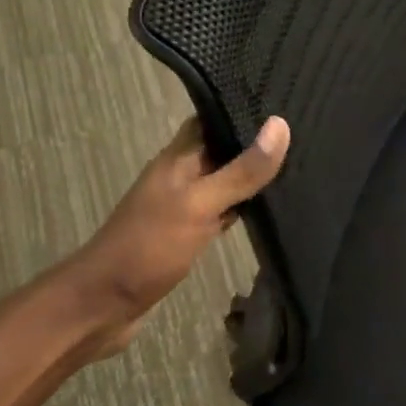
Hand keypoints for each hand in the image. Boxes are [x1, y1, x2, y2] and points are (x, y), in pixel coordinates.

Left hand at [64, 115, 289, 356]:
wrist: (103, 305)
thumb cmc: (149, 248)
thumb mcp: (200, 205)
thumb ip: (241, 171)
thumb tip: (280, 126)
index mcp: (178, 158)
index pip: (212, 118)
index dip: (243, 107)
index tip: (283, 99)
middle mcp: (179, 176)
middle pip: (220, 149)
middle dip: (253, 142)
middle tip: (302, 133)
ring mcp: (181, 207)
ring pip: (222, 181)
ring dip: (250, 176)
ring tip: (295, 164)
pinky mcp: (186, 235)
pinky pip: (219, 212)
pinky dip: (240, 208)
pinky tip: (268, 210)